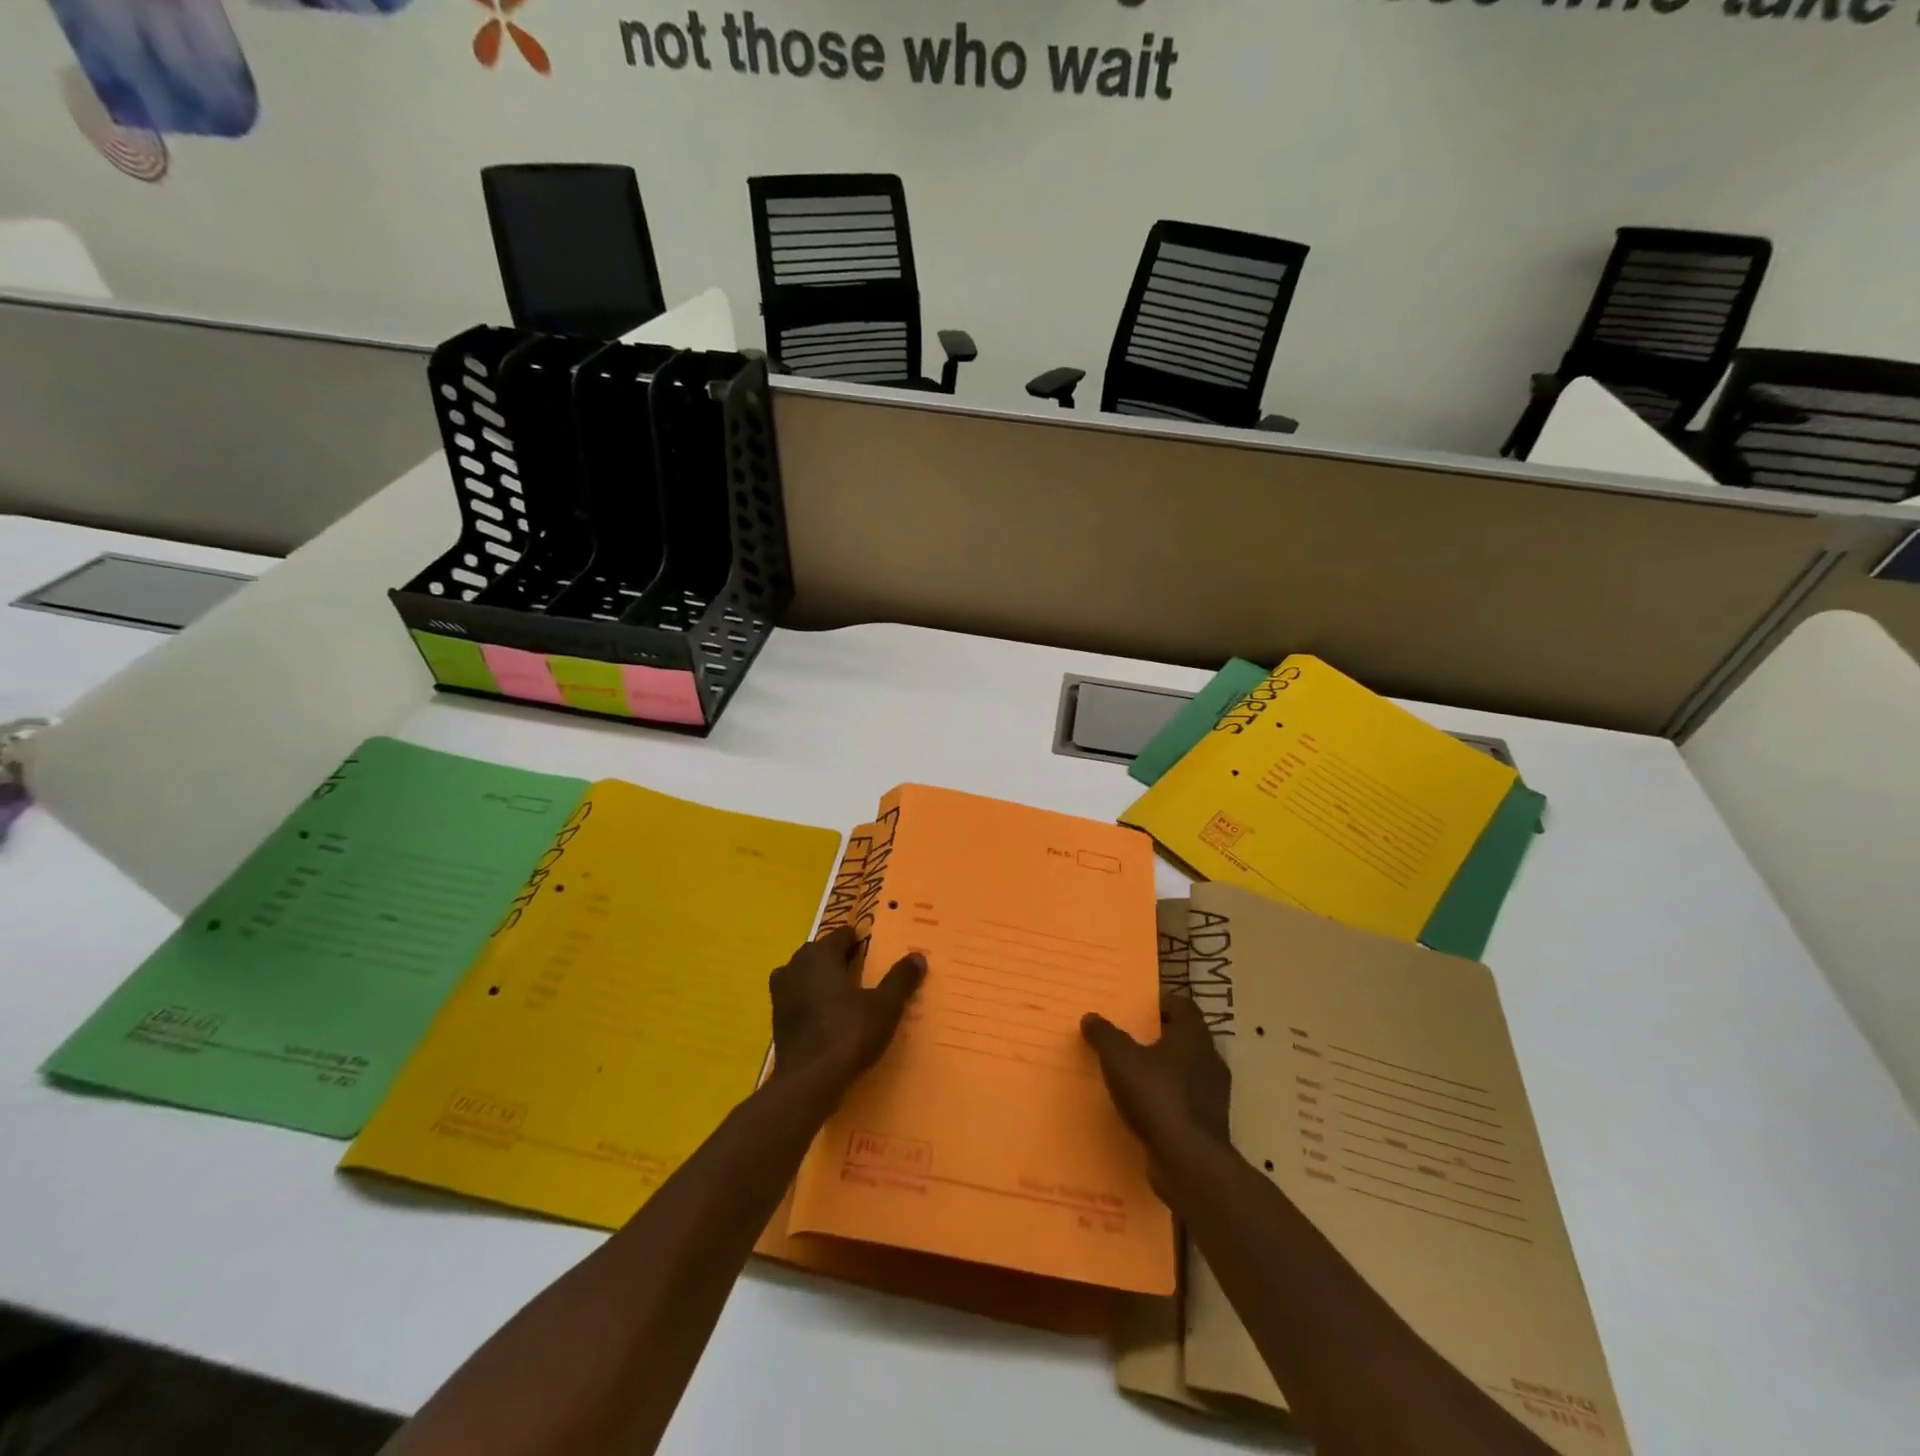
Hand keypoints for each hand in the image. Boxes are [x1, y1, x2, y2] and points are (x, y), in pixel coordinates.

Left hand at [768, 926, 924, 1101]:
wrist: (808, 1082)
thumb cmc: (848, 1033)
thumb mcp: (885, 1006)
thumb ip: (901, 979)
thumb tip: (918, 956)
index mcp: (820, 954)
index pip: (842, 935)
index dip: (859, 940)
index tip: (875, 950)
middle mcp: (795, 965)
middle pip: (821, 953)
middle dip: (841, 959)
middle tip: (866, 973)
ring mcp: (781, 992)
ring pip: (806, 975)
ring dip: (823, 979)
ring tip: (848, 994)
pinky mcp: (777, 1018)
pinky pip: (798, 997)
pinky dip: (812, 1001)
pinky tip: (829, 1016)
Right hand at [1082, 994, 1230, 1157]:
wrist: (1189, 1162)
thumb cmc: (1157, 1096)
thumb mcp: (1119, 1059)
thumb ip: (1105, 1035)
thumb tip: (1090, 1017)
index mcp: (1194, 1036)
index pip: (1183, 1006)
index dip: (1161, 1004)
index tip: (1138, 1009)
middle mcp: (1209, 1059)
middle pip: (1184, 1038)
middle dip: (1158, 1037)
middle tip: (1129, 1039)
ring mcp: (1213, 1094)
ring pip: (1185, 1071)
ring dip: (1163, 1071)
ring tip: (1132, 1075)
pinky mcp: (1209, 1124)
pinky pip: (1184, 1101)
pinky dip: (1166, 1099)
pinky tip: (1143, 1108)